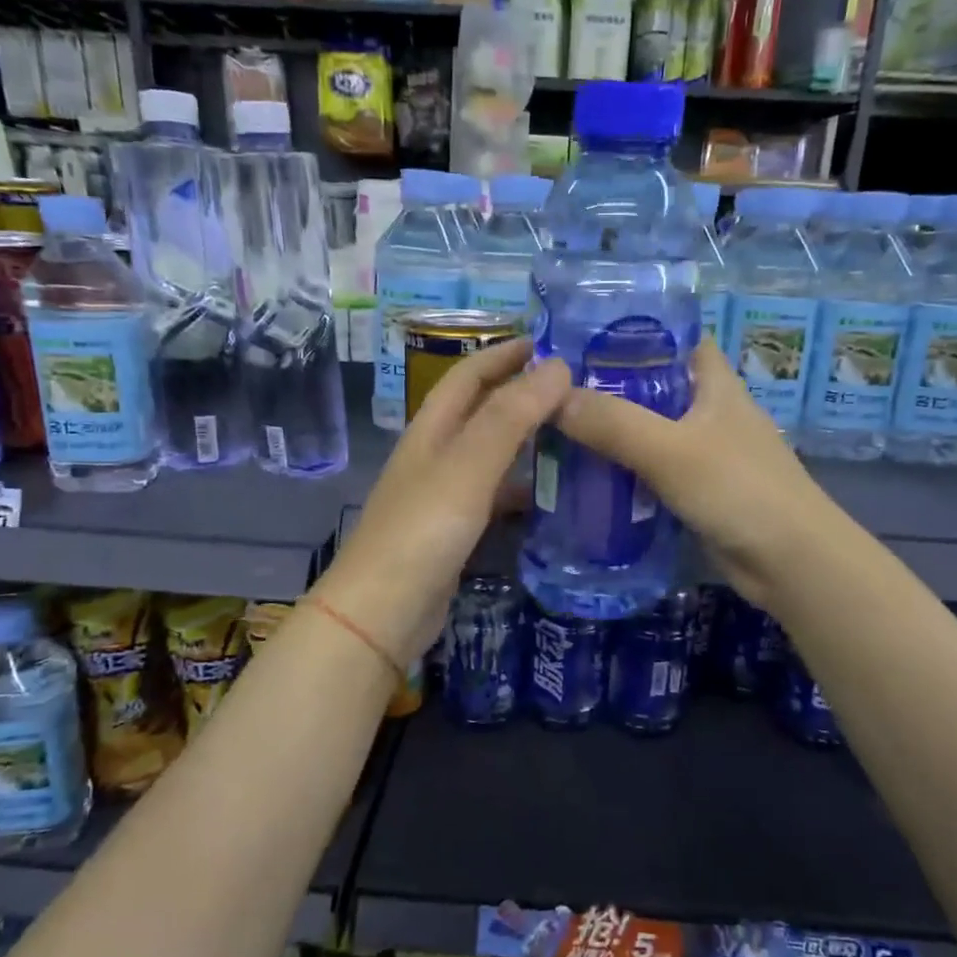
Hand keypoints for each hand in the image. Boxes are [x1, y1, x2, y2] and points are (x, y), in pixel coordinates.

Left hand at [314, 338, 570, 665]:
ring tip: (573, 437)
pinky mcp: (454, 534)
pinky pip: (494, 498)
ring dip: (526, 442)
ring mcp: (443, 498)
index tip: (548, 342)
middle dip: (520, 394)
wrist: (382, 613)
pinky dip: (521, 490)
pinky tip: (550, 498)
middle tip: (574, 390)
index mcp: (432, 431)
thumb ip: (511, 416)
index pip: (468, 377)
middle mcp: (435, 457)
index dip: (503, 354)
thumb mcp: (468, 466)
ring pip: (490, 456)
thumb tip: (557, 365)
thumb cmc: (422, 531)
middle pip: (481, 413)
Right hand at [554, 338, 844, 610]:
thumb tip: (553, 399)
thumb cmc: (739, 489)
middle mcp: (709, 410)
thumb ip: (614, 423)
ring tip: (555, 430)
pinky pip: (650, 471)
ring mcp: (704, 453)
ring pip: (648, 431)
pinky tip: (585, 477)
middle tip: (550, 390)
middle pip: (652, 386)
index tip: (578, 337)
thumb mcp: (671, 450)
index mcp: (714, 383)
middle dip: (606, 386)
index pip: (674, 338)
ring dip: (610, 433)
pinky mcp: (696, 490)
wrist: (791, 562)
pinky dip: (622, 471)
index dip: (632, 332)